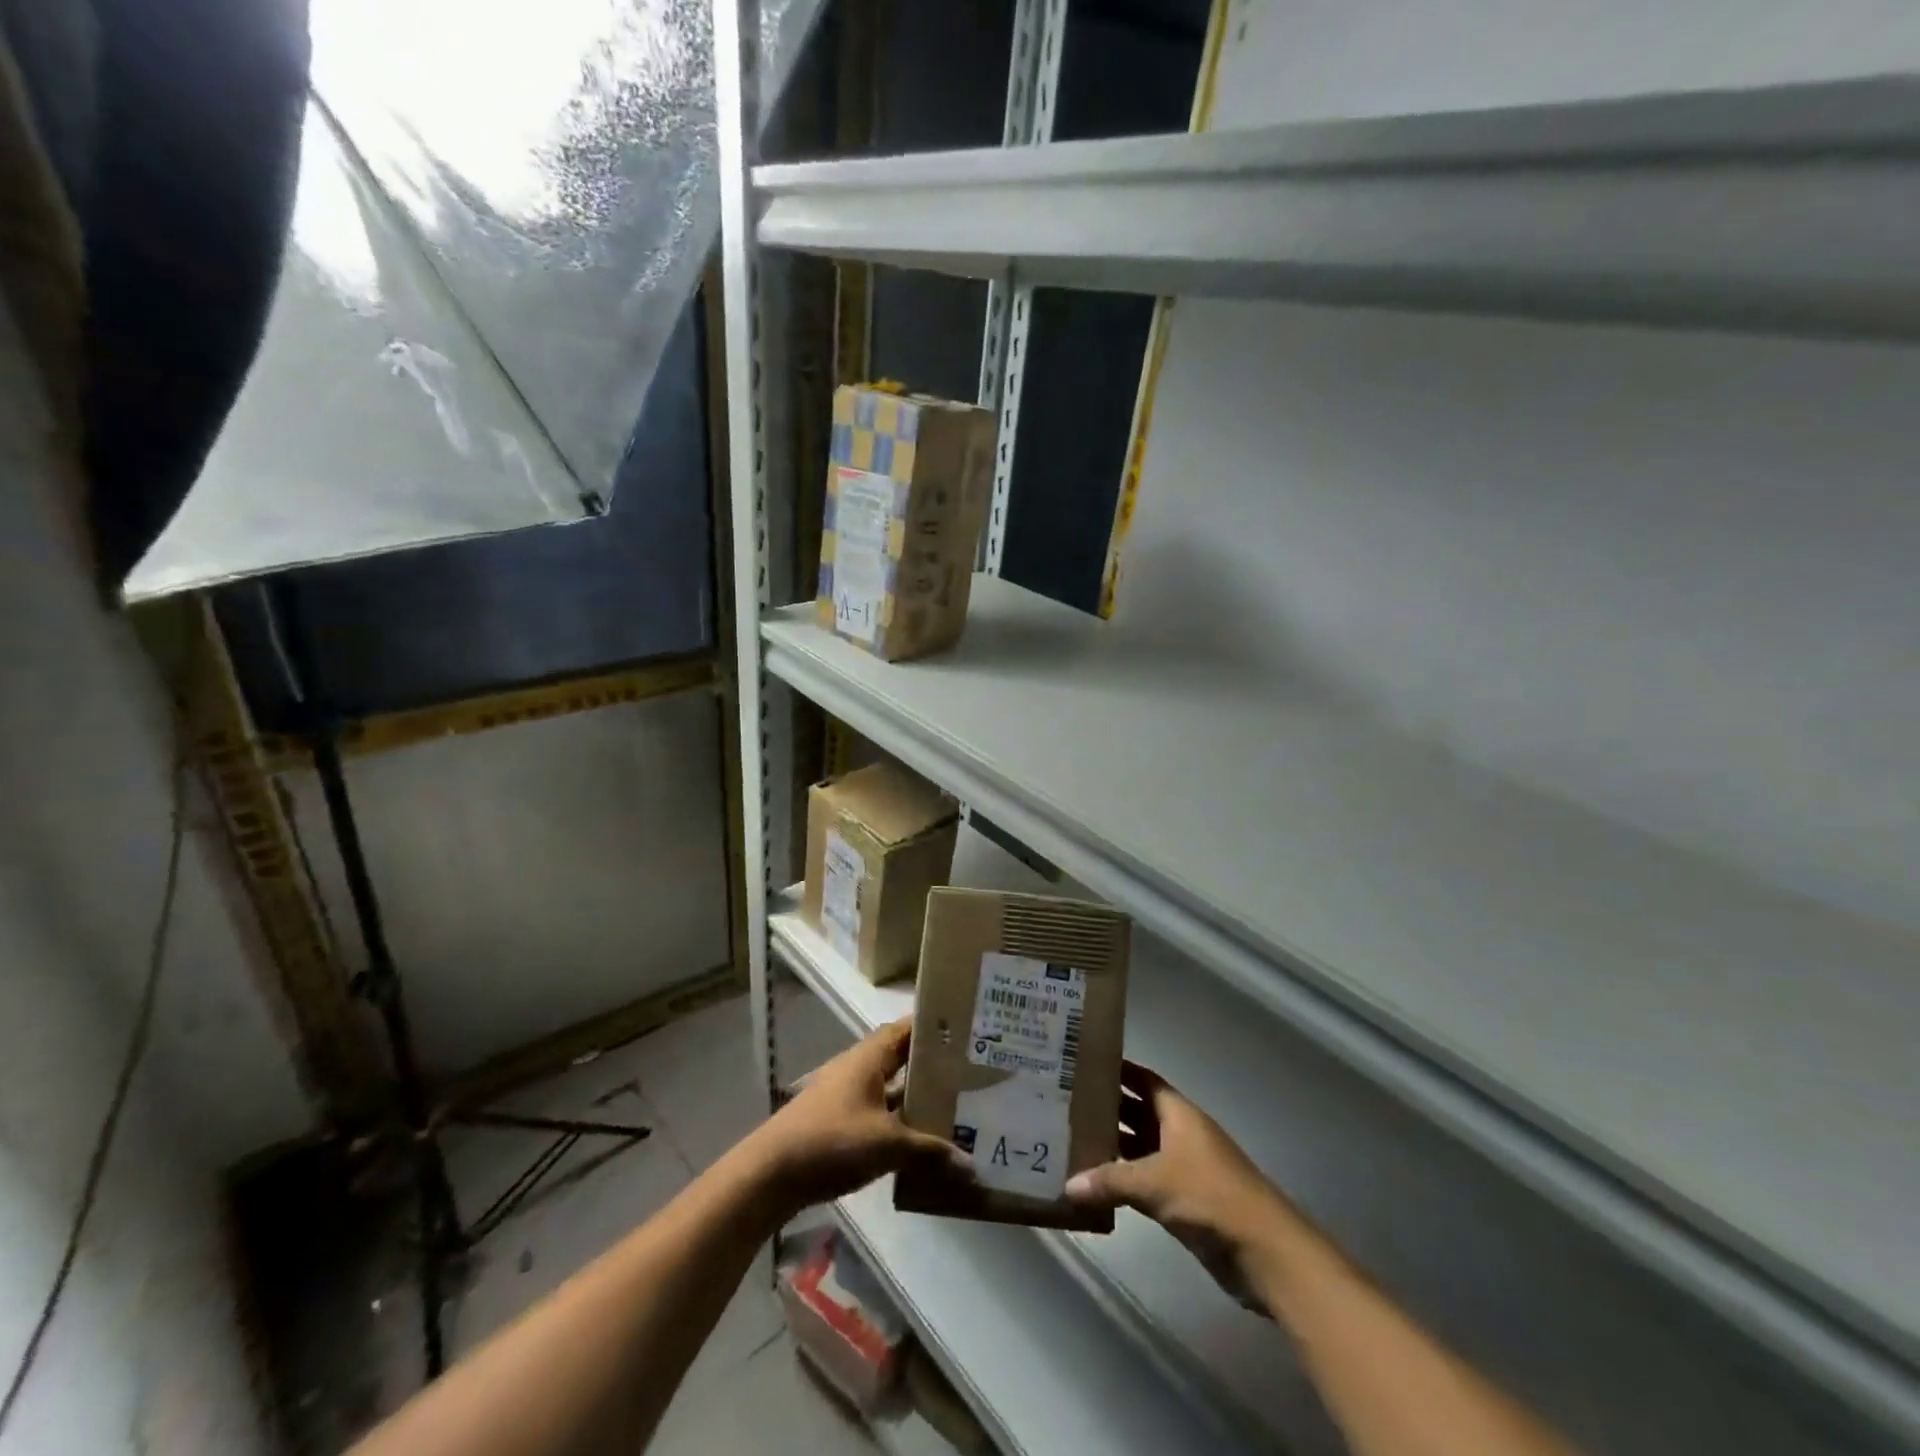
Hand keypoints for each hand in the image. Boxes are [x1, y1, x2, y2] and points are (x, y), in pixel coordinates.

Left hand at [754, 1018, 963, 1213]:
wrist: (770, 1173)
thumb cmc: (831, 1140)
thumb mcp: (888, 1145)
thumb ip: (929, 1151)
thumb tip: (971, 1167)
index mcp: (869, 1057)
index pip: (907, 1029)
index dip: (934, 1027)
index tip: (967, 1030)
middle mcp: (857, 1068)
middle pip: (900, 1058)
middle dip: (931, 1067)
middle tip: (971, 1073)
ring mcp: (845, 1096)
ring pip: (889, 1089)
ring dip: (915, 1098)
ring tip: (954, 1108)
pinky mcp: (837, 1123)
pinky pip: (877, 1114)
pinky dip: (898, 1123)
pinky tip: (919, 1143)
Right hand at [1066, 1063, 1291, 1314]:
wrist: (1263, 1251)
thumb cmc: (1209, 1196)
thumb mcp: (1154, 1182)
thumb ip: (1110, 1180)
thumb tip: (1068, 1185)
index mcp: (1179, 1114)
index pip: (1144, 1080)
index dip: (1118, 1071)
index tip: (1083, 1064)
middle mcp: (1181, 1134)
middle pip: (1139, 1113)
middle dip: (1108, 1109)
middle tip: (1065, 1104)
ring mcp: (1184, 1169)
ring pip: (1141, 1149)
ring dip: (1114, 1148)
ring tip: (1072, 1141)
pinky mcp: (1185, 1202)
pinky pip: (1146, 1182)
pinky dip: (1124, 1182)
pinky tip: (1095, 1186)